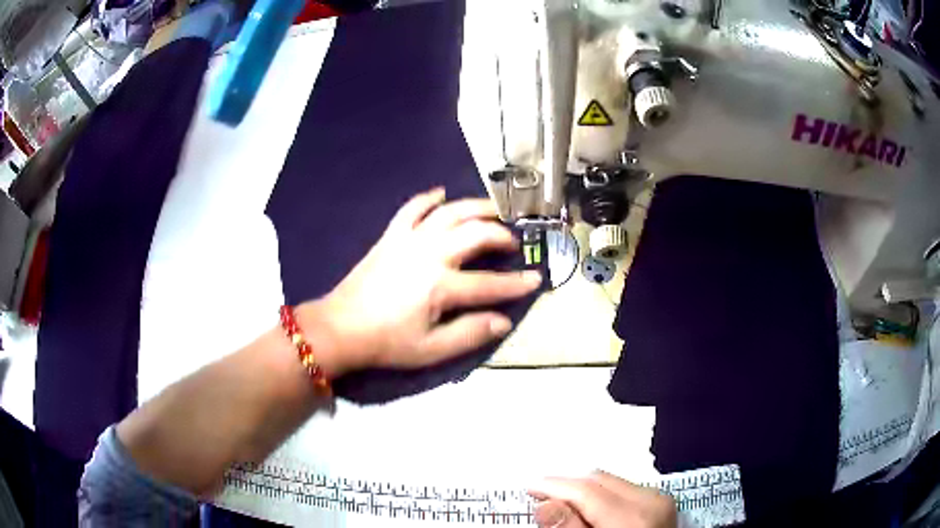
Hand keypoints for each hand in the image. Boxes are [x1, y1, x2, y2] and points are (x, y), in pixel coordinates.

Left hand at [297, 188, 541, 376]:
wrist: (341, 328)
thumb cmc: (387, 343)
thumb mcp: (431, 350)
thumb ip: (470, 334)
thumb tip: (504, 321)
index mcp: (440, 286)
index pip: (489, 283)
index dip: (516, 283)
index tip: (536, 279)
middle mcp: (429, 254)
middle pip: (475, 234)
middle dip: (501, 235)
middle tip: (513, 242)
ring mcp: (408, 240)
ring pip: (449, 212)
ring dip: (475, 207)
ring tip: (494, 210)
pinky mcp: (391, 236)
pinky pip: (411, 208)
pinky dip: (428, 198)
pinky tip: (441, 193)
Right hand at [529, 472, 676, 527]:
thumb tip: (547, 506)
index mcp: (634, 518)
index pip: (586, 489)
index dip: (553, 486)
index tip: (530, 488)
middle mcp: (651, 501)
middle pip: (598, 479)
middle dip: (567, 486)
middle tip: (541, 498)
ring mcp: (659, 500)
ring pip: (609, 482)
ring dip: (583, 491)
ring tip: (563, 508)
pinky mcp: (660, 502)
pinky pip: (622, 489)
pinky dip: (601, 497)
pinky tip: (589, 511)